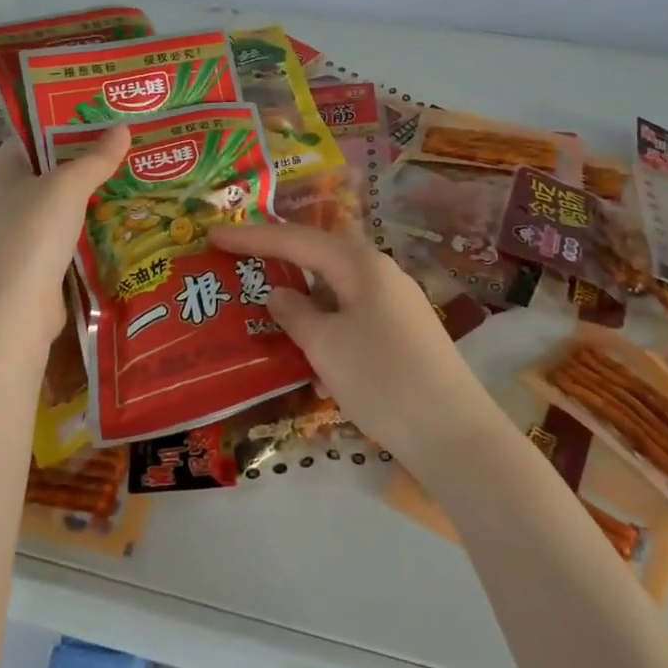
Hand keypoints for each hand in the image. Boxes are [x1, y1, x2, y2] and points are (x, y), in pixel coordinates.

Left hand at [0, 126, 129, 350]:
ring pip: (63, 201)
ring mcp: (22, 230)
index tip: (103, 113)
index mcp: (3, 170)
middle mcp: (8, 196)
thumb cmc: (34, 233)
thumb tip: (122, 127)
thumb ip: (96, 157)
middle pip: (51, 167)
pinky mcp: (39, 258)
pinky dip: (92, 223)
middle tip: (127, 142)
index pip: (34, 135)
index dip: (66, 121)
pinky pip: (69, 230)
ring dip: (93, 192)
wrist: (16, 309)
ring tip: (133, 173)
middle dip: (87, 157)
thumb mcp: (68, 186)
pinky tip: (121, 215)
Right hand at [208, 221, 499, 470]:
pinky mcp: (403, 333)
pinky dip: (327, 327)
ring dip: (304, 300)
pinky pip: (353, 316)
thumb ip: (295, 313)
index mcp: (361, 264)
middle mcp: (381, 273)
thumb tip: (278, 292)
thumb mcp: (326, 345)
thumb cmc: (382, 378)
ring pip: (336, 290)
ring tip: (268, 312)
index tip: (213, 234)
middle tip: (240, 263)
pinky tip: (312, 359)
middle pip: (320, 257)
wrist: (454, 433)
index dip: (252, 237)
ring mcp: (396, 303)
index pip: (296, 239)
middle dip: (280, 261)